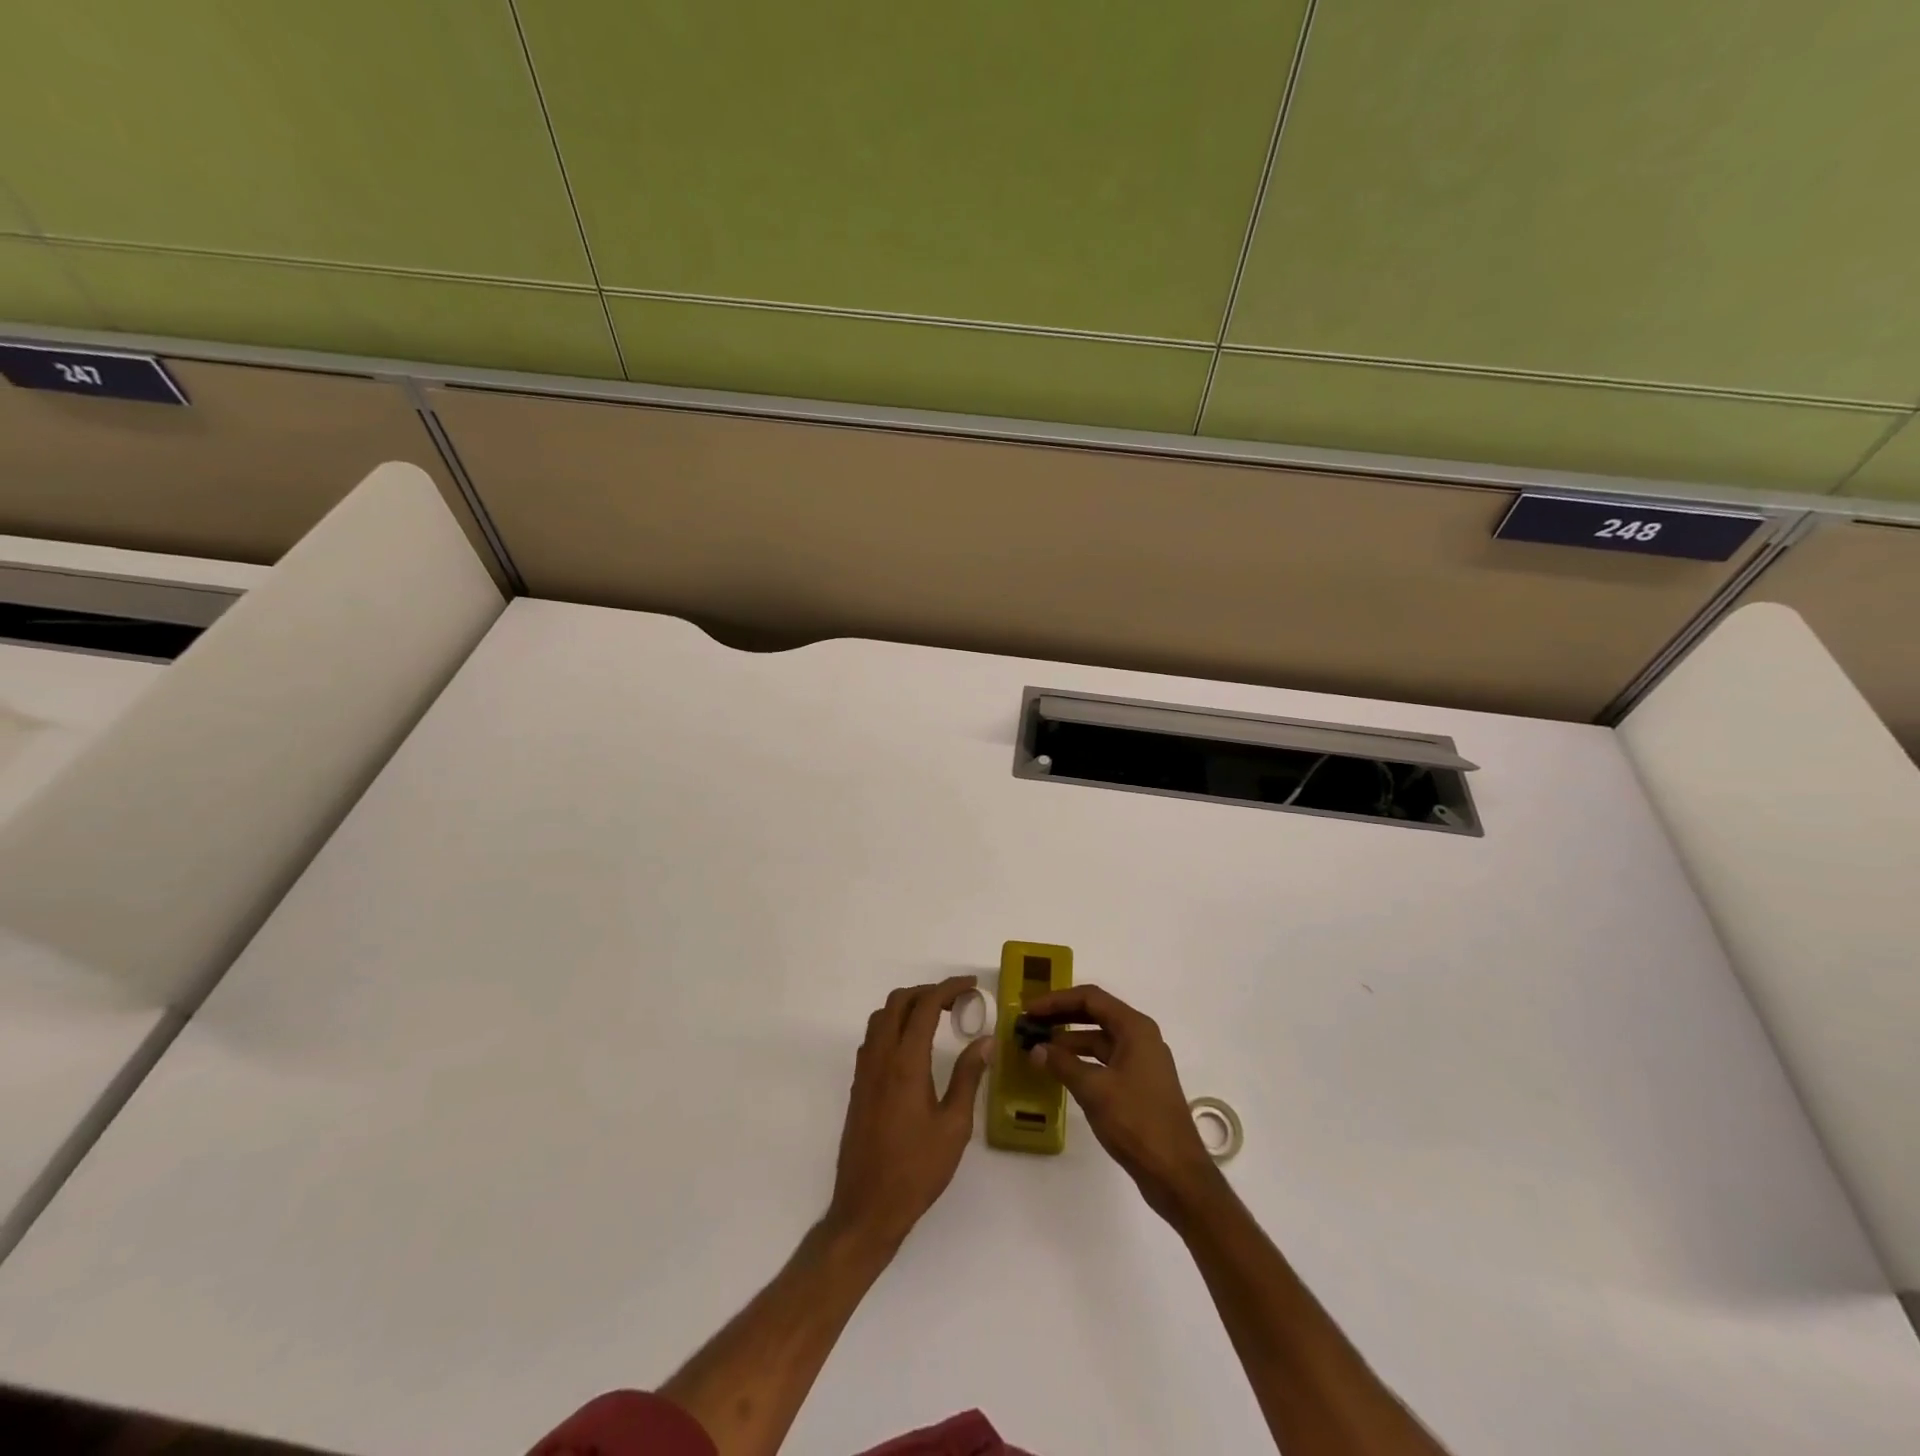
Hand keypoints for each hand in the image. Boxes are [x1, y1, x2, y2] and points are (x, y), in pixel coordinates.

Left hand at [826, 976, 991, 1254]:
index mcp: (906, 1063)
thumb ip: (969, 1077)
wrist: (867, 1208)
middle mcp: (880, 1057)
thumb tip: (986, 1040)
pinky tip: (913, 1045)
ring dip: (908, 1006)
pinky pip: (873, 1037)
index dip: (948, 988)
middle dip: (928, 991)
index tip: (971, 985)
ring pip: (882, 1017)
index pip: (925, 1006)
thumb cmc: (917, 1170)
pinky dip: (894, 1024)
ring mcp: (865, 1071)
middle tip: (956, 1000)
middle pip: (898, 1002)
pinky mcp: (859, 1085)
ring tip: (937, 1017)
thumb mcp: (954, 1126)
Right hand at [1026, 984, 1221, 1222]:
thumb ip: (1062, 1065)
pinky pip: (1105, 1060)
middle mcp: (1140, 1037)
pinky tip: (1060, 1071)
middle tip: (1030, 1023)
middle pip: (1095, 1014)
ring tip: (1039, 1048)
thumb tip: (1035, 1049)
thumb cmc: (1137, 1122)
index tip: (1029, 1009)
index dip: (1057, 1000)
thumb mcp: (1094, 1090)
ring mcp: (1141, 1061)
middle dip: (1061, 1016)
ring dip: (1069, 1041)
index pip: (1090, 998)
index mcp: (1135, 1028)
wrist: (1176, 1173)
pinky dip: (1082, 1061)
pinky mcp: (1138, 1084)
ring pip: (1099, 1039)